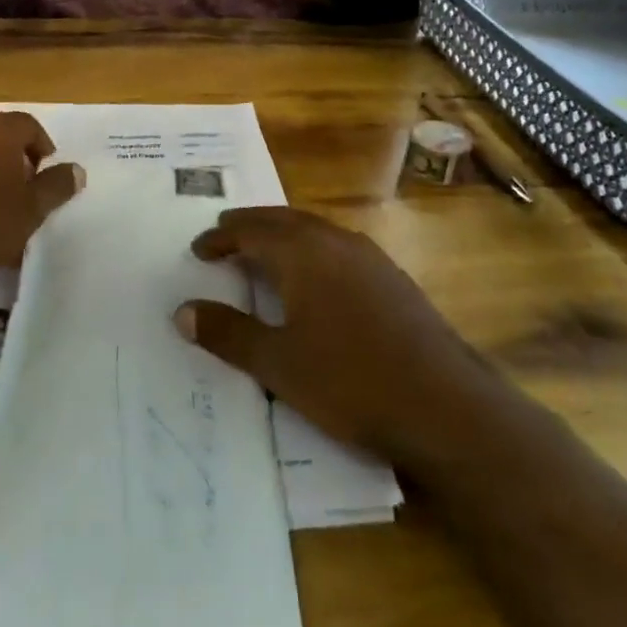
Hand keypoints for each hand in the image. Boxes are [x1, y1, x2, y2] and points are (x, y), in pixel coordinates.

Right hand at [177, 206, 479, 462]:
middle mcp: (336, 242)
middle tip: (225, 233)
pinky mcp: (393, 279)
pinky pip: (338, 248)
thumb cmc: (351, 381)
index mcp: (304, 253)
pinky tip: (316, 279)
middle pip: (284, 220)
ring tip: (264, 251)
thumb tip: (182, 311)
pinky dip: (312, 250)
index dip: (221, 239)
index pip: (251, 232)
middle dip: (251, 225)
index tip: (198, 249)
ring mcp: (371, 258)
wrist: (444, 405)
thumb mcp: (278, 364)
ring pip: (315, 231)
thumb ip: (228, 335)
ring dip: (283, 235)